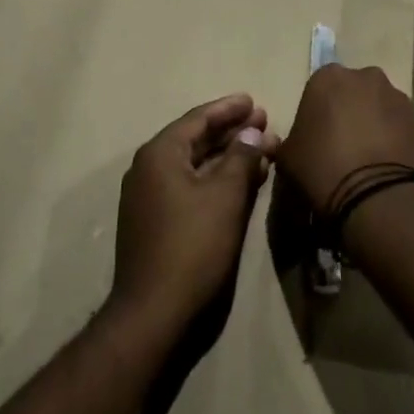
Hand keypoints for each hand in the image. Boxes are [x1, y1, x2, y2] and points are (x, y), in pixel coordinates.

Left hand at [109, 94, 277, 338]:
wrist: (154, 312)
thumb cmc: (193, 245)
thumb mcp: (225, 196)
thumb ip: (241, 157)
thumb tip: (253, 132)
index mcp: (159, 154)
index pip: (198, 118)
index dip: (229, 109)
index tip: (255, 101)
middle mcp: (149, 169)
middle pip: (195, 140)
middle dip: (231, 131)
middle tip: (264, 122)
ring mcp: (149, 197)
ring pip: (194, 165)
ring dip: (228, 156)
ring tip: (262, 149)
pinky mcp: (156, 222)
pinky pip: (189, 187)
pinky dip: (216, 180)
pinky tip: (242, 182)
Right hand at [277, 65, 413, 215]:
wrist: (378, 198)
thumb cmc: (323, 170)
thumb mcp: (288, 158)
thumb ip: (293, 141)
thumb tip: (302, 145)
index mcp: (329, 78)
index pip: (319, 90)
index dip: (317, 116)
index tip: (316, 141)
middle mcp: (368, 78)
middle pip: (355, 94)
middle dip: (350, 115)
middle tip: (342, 150)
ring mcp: (401, 99)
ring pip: (382, 110)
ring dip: (376, 128)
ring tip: (368, 165)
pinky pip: (404, 131)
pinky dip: (397, 145)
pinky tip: (389, 172)